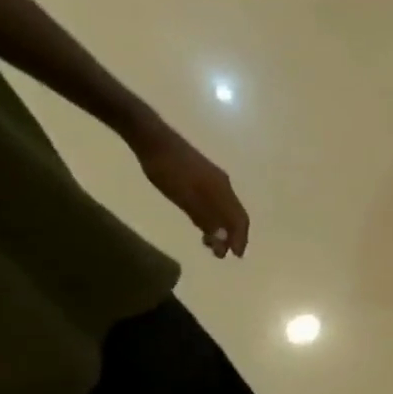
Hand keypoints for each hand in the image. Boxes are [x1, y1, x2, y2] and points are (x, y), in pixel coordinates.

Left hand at [131, 121, 249, 257]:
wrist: (153, 138)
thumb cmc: (167, 170)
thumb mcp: (183, 197)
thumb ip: (204, 217)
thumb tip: (223, 240)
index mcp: (222, 191)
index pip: (239, 219)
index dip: (240, 238)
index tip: (235, 255)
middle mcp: (224, 185)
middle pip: (235, 214)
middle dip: (230, 235)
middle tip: (219, 253)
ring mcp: (214, 179)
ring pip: (225, 208)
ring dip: (220, 227)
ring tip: (208, 241)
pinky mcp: (204, 175)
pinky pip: (216, 201)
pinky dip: (213, 215)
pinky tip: (201, 220)